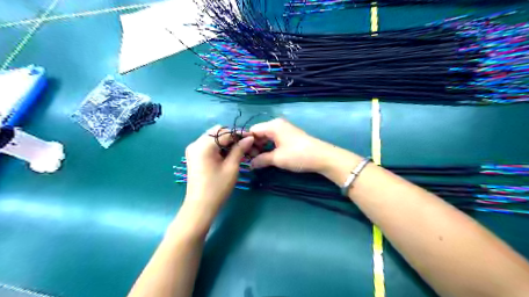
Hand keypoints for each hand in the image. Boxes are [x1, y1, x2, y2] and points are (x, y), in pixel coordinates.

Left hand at [184, 124, 253, 216]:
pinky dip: (219, 146)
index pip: (225, 132)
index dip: (240, 134)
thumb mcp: (231, 167)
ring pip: (213, 137)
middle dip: (232, 136)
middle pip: (217, 131)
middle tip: (245, 144)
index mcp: (204, 145)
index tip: (253, 138)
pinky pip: (208, 145)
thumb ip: (240, 149)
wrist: (200, 207)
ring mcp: (193, 149)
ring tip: (239, 150)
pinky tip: (228, 154)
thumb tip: (249, 138)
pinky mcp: (194, 156)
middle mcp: (196, 143)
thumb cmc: (217, 188)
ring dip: (226, 141)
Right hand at [251, 119, 336, 174]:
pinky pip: (274, 139)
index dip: (247, 143)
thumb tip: (250, 164)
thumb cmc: (297, 155)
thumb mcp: (277, 158)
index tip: (244, 155)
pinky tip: (268, 157)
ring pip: (267, 137)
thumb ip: (261, 160)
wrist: (321, 157)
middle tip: (251, 160)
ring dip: (262, 148)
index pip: (253, 130)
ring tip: (259, 160)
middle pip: (259, 133)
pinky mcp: (289, 136)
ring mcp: (284, 130)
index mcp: (273, 125)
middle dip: (254, 146)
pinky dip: (269, 147)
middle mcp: (277, 124)